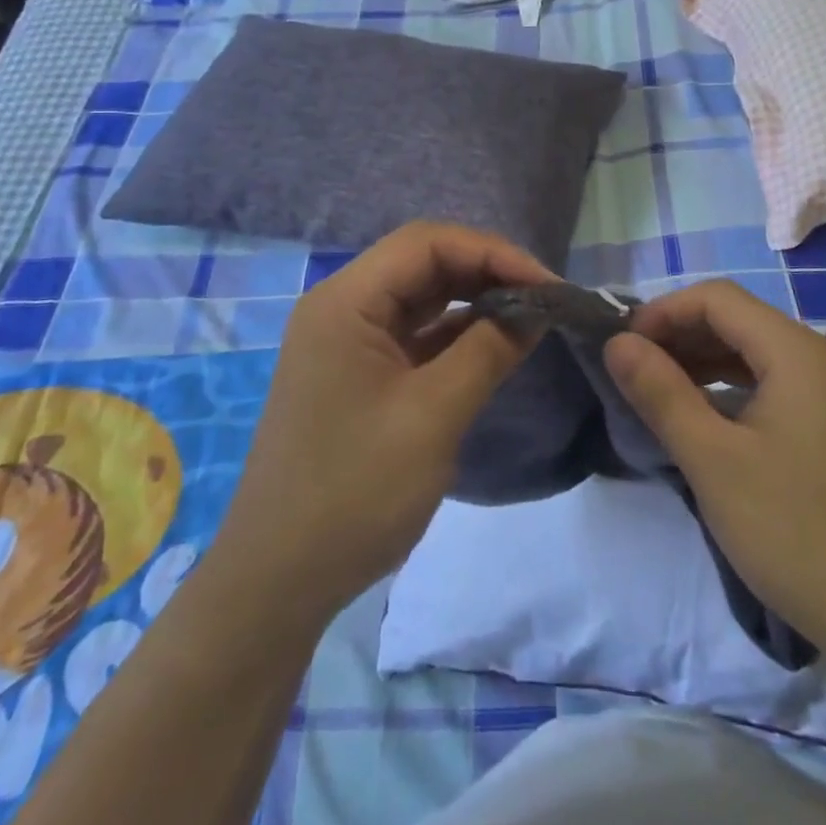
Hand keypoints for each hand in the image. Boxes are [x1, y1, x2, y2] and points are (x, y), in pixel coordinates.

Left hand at [209, 222, 553, 623]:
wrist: (279, 581)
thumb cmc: (353, 491)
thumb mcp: (433, 416)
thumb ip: (488, 351)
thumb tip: (536, 309)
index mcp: (346, 302)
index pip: (427, 243)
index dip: (492, 253)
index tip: (546, 286)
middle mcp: (344, 308)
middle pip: (425, 264)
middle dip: (488, 273)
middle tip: (545, 301)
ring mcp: (350, 342)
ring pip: (423, 298)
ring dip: (476, 302)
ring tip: (531, 318)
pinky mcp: (361, 374)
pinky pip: (416, 335)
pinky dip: (458, 335)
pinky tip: (497, 345)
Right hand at [605, 282, 825, 667]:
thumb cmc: (797, 532)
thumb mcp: (714, 461)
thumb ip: (661, 393)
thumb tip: (617, 342)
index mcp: (797, 352)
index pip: (718, 299)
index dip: (663, 311)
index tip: (622, 345)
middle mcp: (819, 358)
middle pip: (737, 320)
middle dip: (679, 334)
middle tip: (630, 368)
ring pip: (753, 352)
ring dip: (701, 360)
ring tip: (654, 388)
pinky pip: (770, 383)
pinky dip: (728, 387)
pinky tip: (700, 415)